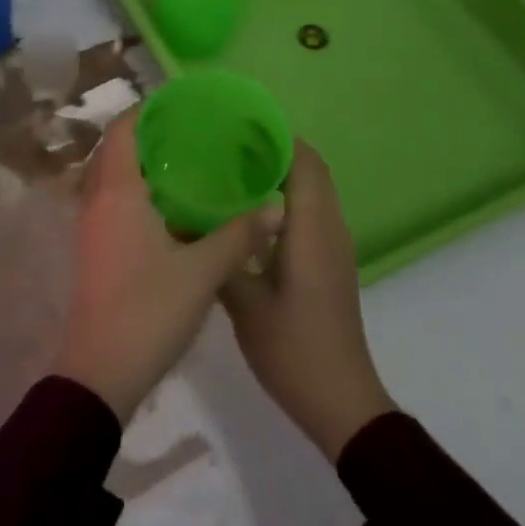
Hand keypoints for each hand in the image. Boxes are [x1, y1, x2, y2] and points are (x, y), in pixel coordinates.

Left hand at [53, 109, 268, 422]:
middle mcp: (97, 201)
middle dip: (148, 135)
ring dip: (142, 165)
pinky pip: (114, 202)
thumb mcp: (203, 271)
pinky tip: (175, 208)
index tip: (180, 103)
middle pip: (115, 150)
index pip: (122, 130)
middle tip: (192, 131)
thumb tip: (277, 207)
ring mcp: (92, 226)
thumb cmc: (148, 310)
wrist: (101, 370)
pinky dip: (139, 192)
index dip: (146, 110)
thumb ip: (240, 235)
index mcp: (117, 192)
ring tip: (188, 162)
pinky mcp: (96, 249)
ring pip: (113, 178)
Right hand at [221, 142, 394, 458]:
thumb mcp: (244, 303)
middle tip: (224, 141)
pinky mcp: (326, 265)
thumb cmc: (293, 349)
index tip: (237, 123)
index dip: (277, 136)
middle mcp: (329, 231)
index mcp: (313, 231)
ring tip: (228, 166)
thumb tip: (184, 218)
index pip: (305, 164)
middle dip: (273, 148)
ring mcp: (332, 249)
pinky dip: (283, 197)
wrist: (340, 403)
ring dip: (279, 172)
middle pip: (310, 171)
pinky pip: (308, 213)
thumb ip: (218, 254)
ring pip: (311, 191)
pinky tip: (243, 210)